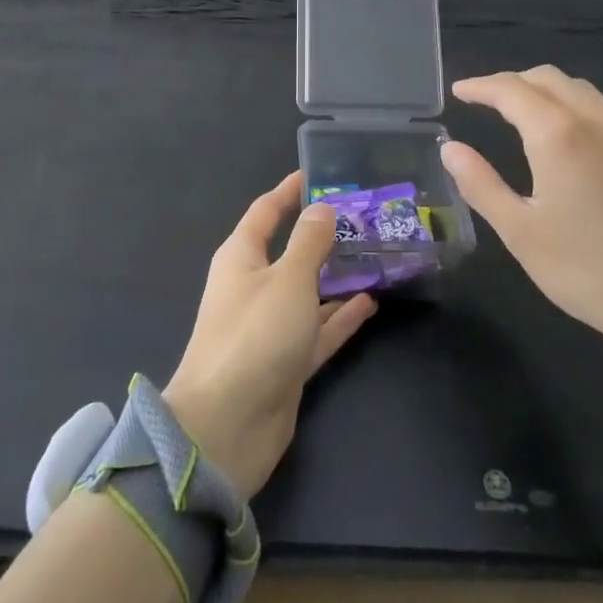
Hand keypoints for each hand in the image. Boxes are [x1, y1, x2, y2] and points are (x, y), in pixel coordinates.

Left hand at [163, 172, 376, 496]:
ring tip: (376, 255)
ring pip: (309, 291)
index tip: (318, 174)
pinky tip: (372, 302)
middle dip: (323, 235)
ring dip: (338, 276)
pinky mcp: (287, 361)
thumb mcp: (288, 279)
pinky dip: (341, 316)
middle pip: (291, 252)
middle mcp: (254, 287)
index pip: (266, 212)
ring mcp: (271, 327)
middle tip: (365, 217)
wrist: (226, 427)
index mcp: (241, 258)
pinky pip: (318, 330)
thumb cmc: (254, 336)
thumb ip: (309, 242)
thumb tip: (323, 207)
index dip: (289, 192)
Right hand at [440, 67, 602, 385]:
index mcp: (558, 135)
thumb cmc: (588, 271)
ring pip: (576, 88)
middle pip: (546, 78)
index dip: (479, 86)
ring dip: (541, 88)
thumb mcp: (520, 232)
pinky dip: (568, 102)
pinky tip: (561, 132)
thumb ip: (480, 184)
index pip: (510, 90)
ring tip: (516, 109)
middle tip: (481, 99)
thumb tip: (450, 148)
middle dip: (509, 82)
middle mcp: (594, 120)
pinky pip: (598, 106)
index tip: (457, 92)